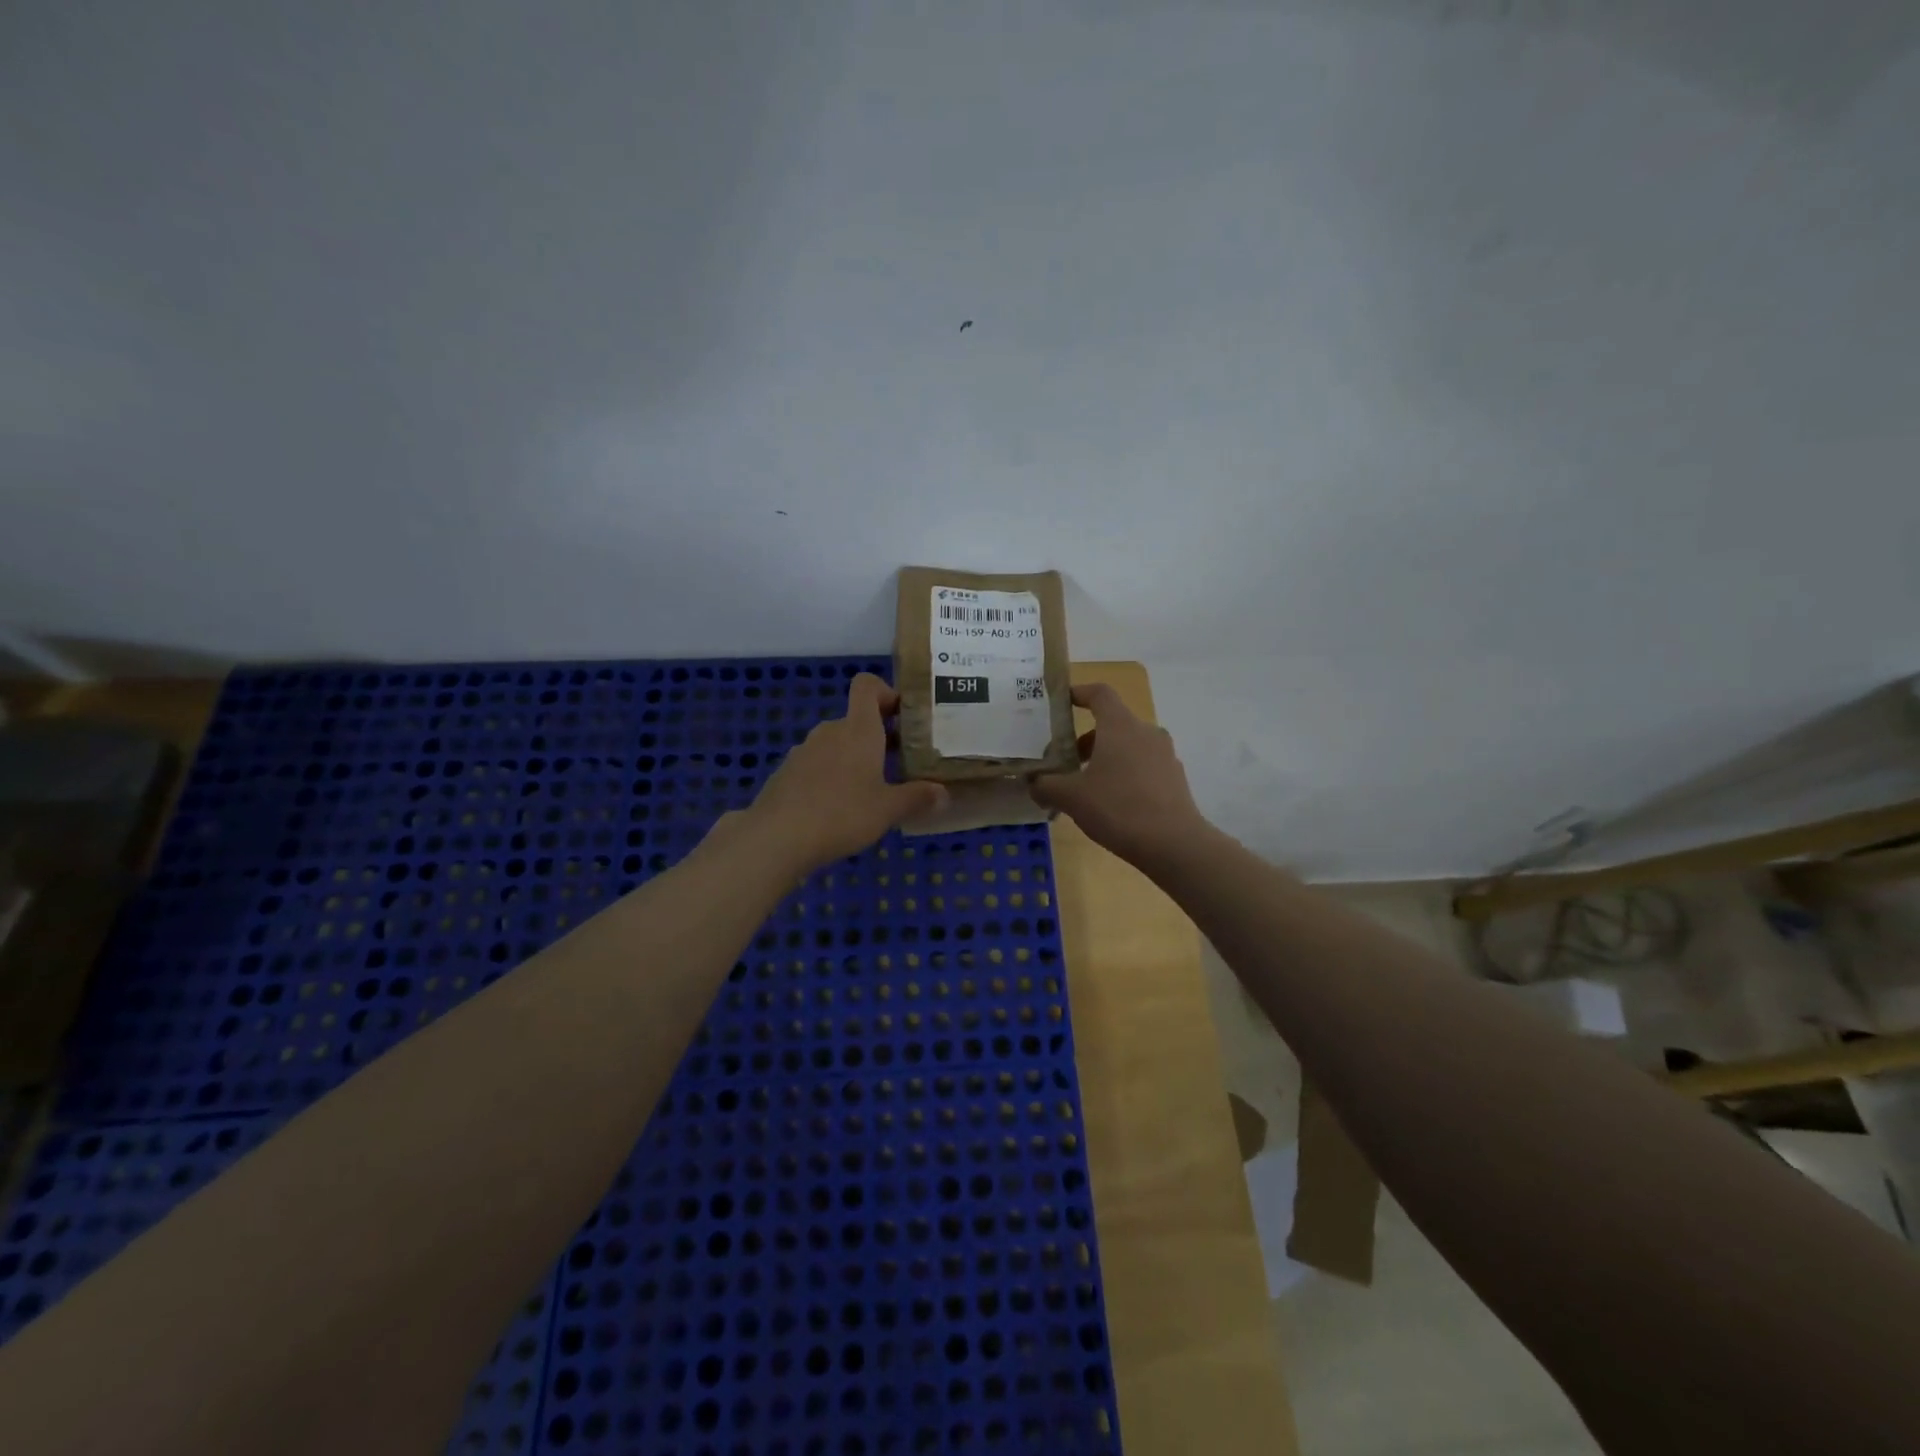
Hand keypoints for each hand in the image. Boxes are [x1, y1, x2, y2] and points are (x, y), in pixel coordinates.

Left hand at [735, 673, 947, 875]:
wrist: (776, 837)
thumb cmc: (842, 814)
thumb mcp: (887, 810)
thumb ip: (917, 797)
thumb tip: (943, 793)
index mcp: (858, 729)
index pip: (867, 686)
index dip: (886, 692)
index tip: (904, 717)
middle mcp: (830, 731)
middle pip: (856, 719)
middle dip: (878, 736)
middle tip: (900, 763)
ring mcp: (803, 751)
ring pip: (836, 744)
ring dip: (854, 758)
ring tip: (870, 790)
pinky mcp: (786, 773)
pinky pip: (816, 764)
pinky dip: (830, 776)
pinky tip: (837, 808)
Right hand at [1030, 683, 1208, 864]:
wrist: (1173, 844)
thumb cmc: (1118, 808)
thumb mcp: (1071, 797)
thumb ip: (1046, 785)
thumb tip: (1032, 783)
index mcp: (1120, 726)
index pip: (1100, 693)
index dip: (1079, 693)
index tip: (1063, 703)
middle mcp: (1146, 732)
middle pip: (1112, 723)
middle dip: (1086, 738)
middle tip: (1065, 762)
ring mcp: (1165, 755)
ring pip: (1128, 746)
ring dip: (1105, 758)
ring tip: (1086, 787)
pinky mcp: (1174, 778)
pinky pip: (1143, 766)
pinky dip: (1124, 774)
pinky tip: (1112, 803)